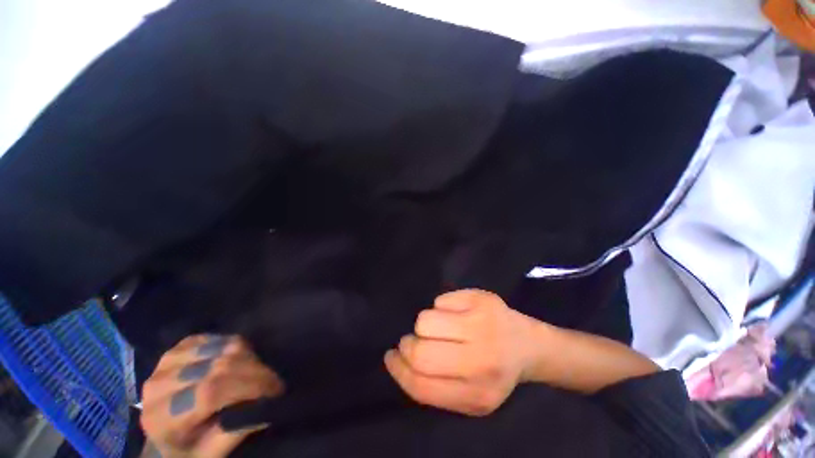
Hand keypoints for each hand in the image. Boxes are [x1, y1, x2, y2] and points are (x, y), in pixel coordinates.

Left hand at [140, 334, 283, 457]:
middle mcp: (158, 384)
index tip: (276, 390)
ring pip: (223, 347)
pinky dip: (235, 348)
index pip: (211, 392)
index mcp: (160, 418)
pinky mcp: (179, 347)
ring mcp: (167, 360)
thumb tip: (266, 405)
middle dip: (256, 371)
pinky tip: (237, 363)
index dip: (249, 387)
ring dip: (249, 359)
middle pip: (220, 366)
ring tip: (254, 375)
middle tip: (272, 383)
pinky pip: (219, 338)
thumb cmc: (188, 449)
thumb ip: (235, 431)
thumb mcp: (210, 453)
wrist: (163, 430)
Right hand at [384, 289, 534, 415]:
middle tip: (411, 341)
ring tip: (438, 327)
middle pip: (421, 352)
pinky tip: (455, 313)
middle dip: (407, 345)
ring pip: (426, 320)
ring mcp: (482, 325)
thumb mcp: (468, 396)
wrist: (527, 345)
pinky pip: (440, 300)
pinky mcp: (481, 300)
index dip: (398, 370)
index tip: (391, 358)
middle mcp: (481, 361)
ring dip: (424, 325)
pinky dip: (440, 308)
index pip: (421, 386)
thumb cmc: (494, 372)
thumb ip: (435, 388)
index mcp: (477, 395)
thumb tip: (400, 361)